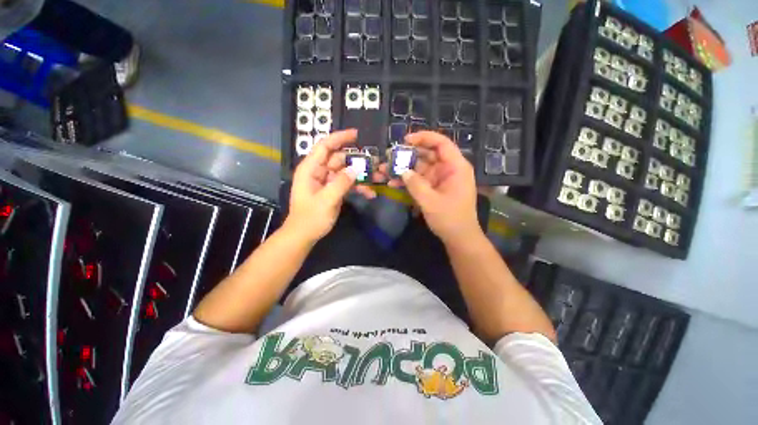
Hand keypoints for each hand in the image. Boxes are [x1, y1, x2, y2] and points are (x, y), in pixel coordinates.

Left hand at [284, 129, 375, 242]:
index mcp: (311, 169)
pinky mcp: (333, 191)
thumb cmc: (311, 218)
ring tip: (377, 179)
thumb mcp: (326, 200)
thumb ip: (341, 183)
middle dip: (357, 161)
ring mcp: (327, 182)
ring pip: (345, 172)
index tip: (357, 135)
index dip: (340, 138)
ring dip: (360, 176)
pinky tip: (370, 193)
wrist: (304, 235)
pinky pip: (347, 184)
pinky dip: (357, 187)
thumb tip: (356, 169)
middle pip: (339, 159)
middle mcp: (319, 172)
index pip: (325, 146)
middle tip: (375, 163)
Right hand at [387, 131, 480, 244]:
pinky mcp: (433, 188)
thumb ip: (415, 185)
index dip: (424, 138)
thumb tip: (402, 171)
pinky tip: (392, 182)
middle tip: (389, 156)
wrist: (458, 238)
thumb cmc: (450, 219)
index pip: (441, 144)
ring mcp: (439, 179)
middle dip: (408, 155)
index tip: (405, 140)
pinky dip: (407, 181)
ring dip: (403, 169)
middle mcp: (448, 169)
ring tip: (384, 169)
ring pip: (420, 168)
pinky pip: (419, 180)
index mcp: (455, 167)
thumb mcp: (431, 202)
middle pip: (427, 154)